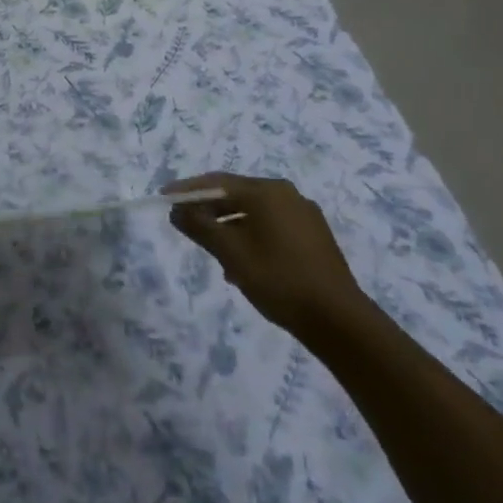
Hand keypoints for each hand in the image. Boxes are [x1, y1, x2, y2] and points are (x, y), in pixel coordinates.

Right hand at [164, 174, 370, 337]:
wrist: (338, 320)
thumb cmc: (278, 279)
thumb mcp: (230, 252)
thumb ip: (200, 226)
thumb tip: (176, 210)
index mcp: (267, 191)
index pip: (217, 182)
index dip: (188, 189)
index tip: (164, 197)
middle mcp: (287, 194)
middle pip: (237, 195)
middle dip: (209, 210)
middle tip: (186, 224)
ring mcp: (304, 215)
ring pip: (255, 214)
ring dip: (230, 228)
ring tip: (213, 252)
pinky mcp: (315, 237)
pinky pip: (272, 227)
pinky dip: (251, 237)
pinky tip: (243, 264)